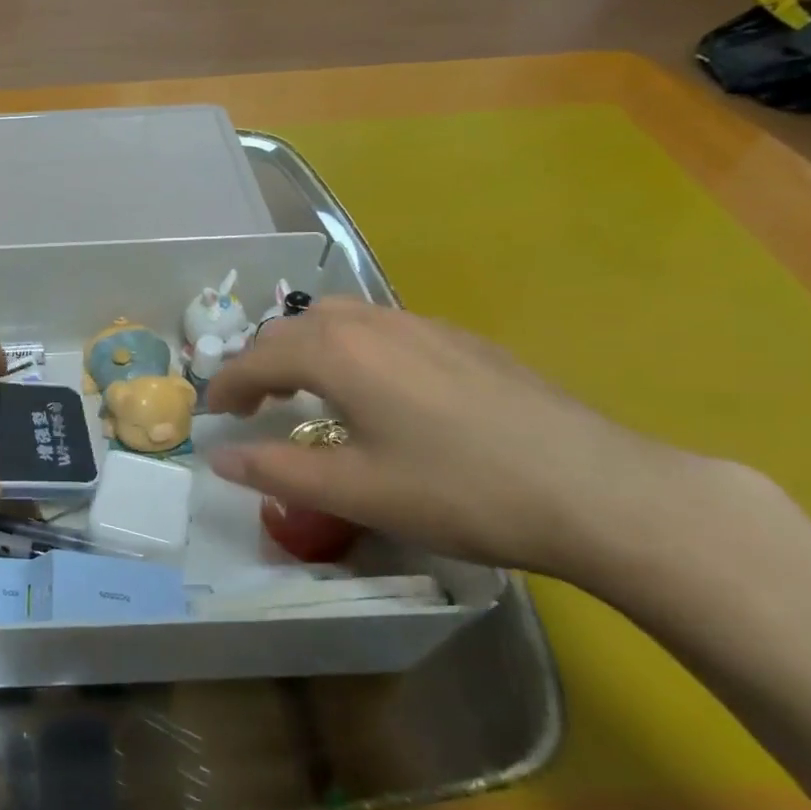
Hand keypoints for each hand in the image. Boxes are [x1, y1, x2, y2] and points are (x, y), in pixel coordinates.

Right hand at [204, 298, 739, 580]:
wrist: (597, 489)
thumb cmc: (461, 492)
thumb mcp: (357, 491)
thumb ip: (276, 470)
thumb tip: (218, 457)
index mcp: (337, 353)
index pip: (257, 359)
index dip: (226, 387)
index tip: (213, 417)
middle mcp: (372, 323)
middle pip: (292, 328)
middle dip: (260, 362)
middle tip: (253, 405)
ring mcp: (421, 324)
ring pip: (337, 318)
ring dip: (303, 347)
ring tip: (303, 389)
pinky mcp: (460, 338)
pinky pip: (379, 326)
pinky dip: (348, 347)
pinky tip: (373, 387)